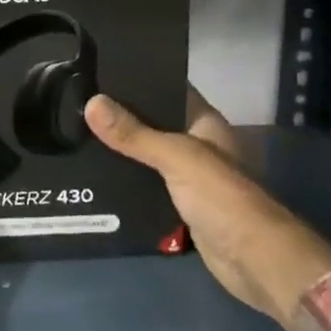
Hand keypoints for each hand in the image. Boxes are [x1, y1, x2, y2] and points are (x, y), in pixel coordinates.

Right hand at [85, 86, 330, 328]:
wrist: (253, 260)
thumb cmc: (221, 197)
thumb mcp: (176, 157)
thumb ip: (134, 133)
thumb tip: (91, 102)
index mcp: (204, 122)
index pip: (168, 87)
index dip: (138, 77)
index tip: (99, 69)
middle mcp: (196, 144)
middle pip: (153, 122)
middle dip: (121, 115)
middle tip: (77, 100)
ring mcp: (188, 176)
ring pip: (147, 154)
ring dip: (121, 148)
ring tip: (77, 131)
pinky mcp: (179, 205)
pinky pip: (146, 184)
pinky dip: (126, 180)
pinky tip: (95, 172)